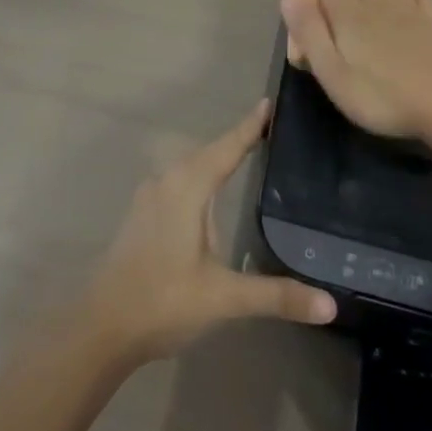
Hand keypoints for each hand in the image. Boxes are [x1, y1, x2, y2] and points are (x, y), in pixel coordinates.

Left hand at [78, 102, 336, 365]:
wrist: (101, 327)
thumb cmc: (163, 301)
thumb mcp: (223, 298)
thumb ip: (275, 296)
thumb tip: (330, 305)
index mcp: (187, 187)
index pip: (227, 148)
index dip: (250, 127)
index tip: (270, 103)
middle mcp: (167, 181)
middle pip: (209, 153)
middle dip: (237, 140)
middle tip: (270, 129)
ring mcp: (150, 197)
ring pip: (191, 167)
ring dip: (217, 158)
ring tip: (248, 153)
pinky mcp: (142, 215)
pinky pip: (179, 183)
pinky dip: (201, 177)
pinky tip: (212, 193)